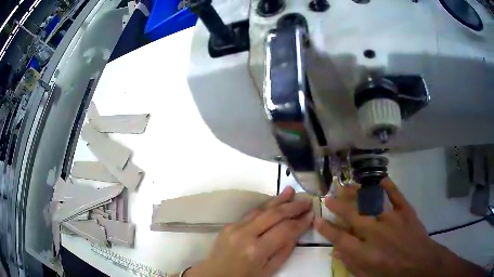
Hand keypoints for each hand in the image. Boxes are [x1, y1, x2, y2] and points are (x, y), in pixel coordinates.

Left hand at [185, 187, 313, 276]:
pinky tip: (274, 200)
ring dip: (278, 200)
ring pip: (261, 209)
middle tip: (306, 201)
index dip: (300, 222)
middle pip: (273, 215)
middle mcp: (245, 234)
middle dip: (292, 207)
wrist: (215, 275)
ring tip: (291, 191)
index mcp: (256, 250)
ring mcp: (234, 227)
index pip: (284, 230)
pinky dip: (265, 206)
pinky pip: (251, 213)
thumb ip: (284, 250)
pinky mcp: (229, 224)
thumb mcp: (269, 270)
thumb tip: (297, 231)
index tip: (312, 215)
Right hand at [314, 178, 485, 276]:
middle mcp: (375, 233)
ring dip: (356, 193)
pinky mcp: (405, 211)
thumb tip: (335, 251)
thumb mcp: (366, 276)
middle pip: (352, 215)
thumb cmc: (391, 274)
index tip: (317, 219)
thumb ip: (349, 263)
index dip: (326, 228)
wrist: (419, 264)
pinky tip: (379, 179)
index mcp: (364, 252)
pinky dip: (387, 185)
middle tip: (328, 196)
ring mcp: (391, 219)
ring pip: (370, 202)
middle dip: (337, 205)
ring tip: (345, 185)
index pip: (339, 237)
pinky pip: (395, 195)